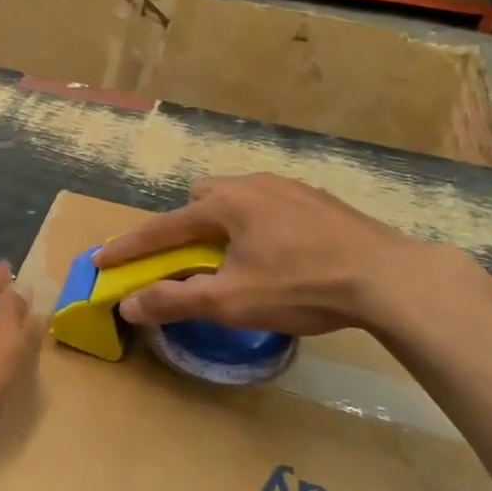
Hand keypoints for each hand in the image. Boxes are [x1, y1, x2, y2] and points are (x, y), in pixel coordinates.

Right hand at [94, 174, 436, 336]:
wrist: (390, 277)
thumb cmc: (301, 286)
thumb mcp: (230, 301)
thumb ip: (175, 300)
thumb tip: (129, 306)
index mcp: (224, 205)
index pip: (162, 228)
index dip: (129, 248)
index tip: (101, 260)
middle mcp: (251, 185)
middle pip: (200, 198)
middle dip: (183, 225)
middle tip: (188, 258)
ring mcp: (289, 188)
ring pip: (237, 198)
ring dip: (221, 224)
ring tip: (234, 257)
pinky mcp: (319, 200)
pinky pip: (269, 205)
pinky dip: (256, 225)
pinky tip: (278, 252)